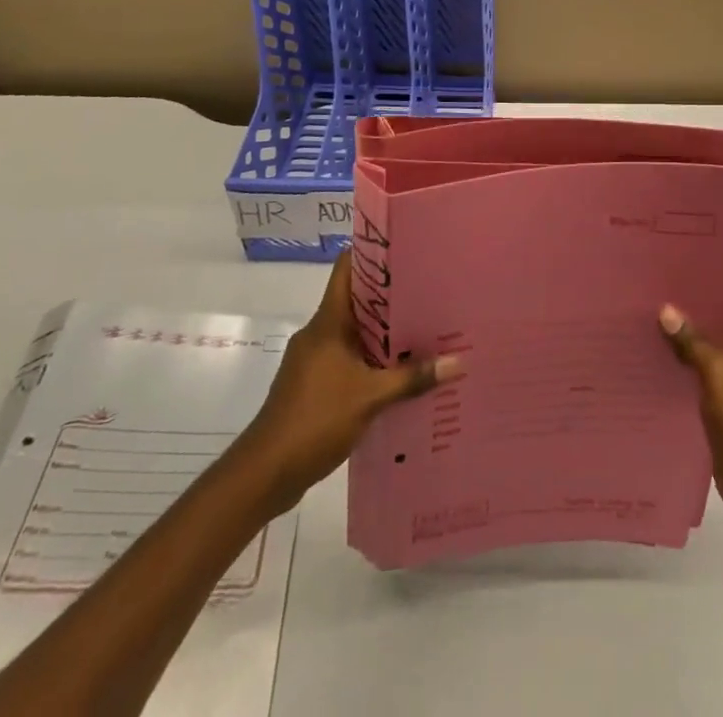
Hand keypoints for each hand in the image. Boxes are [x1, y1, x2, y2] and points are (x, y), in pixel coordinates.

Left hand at [243, 252, 458, 511]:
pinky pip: (347, 360)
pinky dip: (370, 362)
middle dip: (390, 298)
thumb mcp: (371, 397)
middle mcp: (319, 333)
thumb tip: (458, 362)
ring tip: (422, 332)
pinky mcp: (312, 386)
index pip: (346, 268)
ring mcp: (312, 360)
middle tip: (429, 292)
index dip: (372, 253)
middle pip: (356, 300)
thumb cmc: (315, 419)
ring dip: (382, 334)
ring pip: (353, 333)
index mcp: (328, 322)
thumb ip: (413, 378)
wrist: (264, 473)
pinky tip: (397, 374)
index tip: (405, 249)